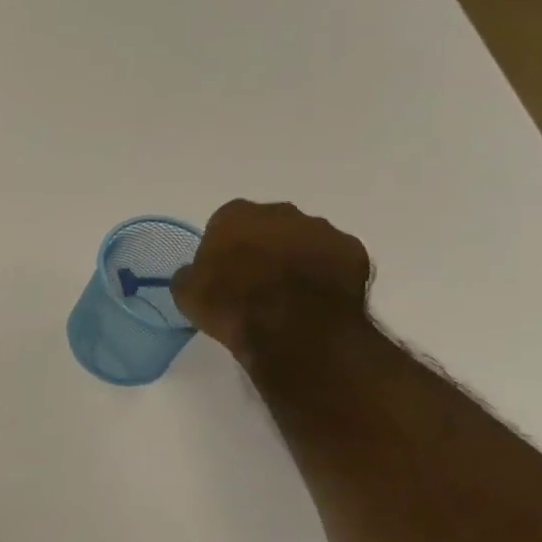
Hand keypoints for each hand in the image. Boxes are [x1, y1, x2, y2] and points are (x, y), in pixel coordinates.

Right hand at [171, 200, 371, 363]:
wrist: (292, 328)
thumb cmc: (231, 305)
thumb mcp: (187, 294)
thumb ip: (190, 274)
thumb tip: (195, 272)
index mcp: (236, 215)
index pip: (225, 223)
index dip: (224, 248)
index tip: (223, 272)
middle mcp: (281, 212)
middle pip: (269, 226)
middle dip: (264, 247)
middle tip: (256, 283)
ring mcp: (322, 229)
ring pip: (305, 240)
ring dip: (297, 259)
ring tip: (290, 296)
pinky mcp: (354, 251)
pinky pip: (335, 260)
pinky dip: (327, 275)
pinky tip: (316, 301)